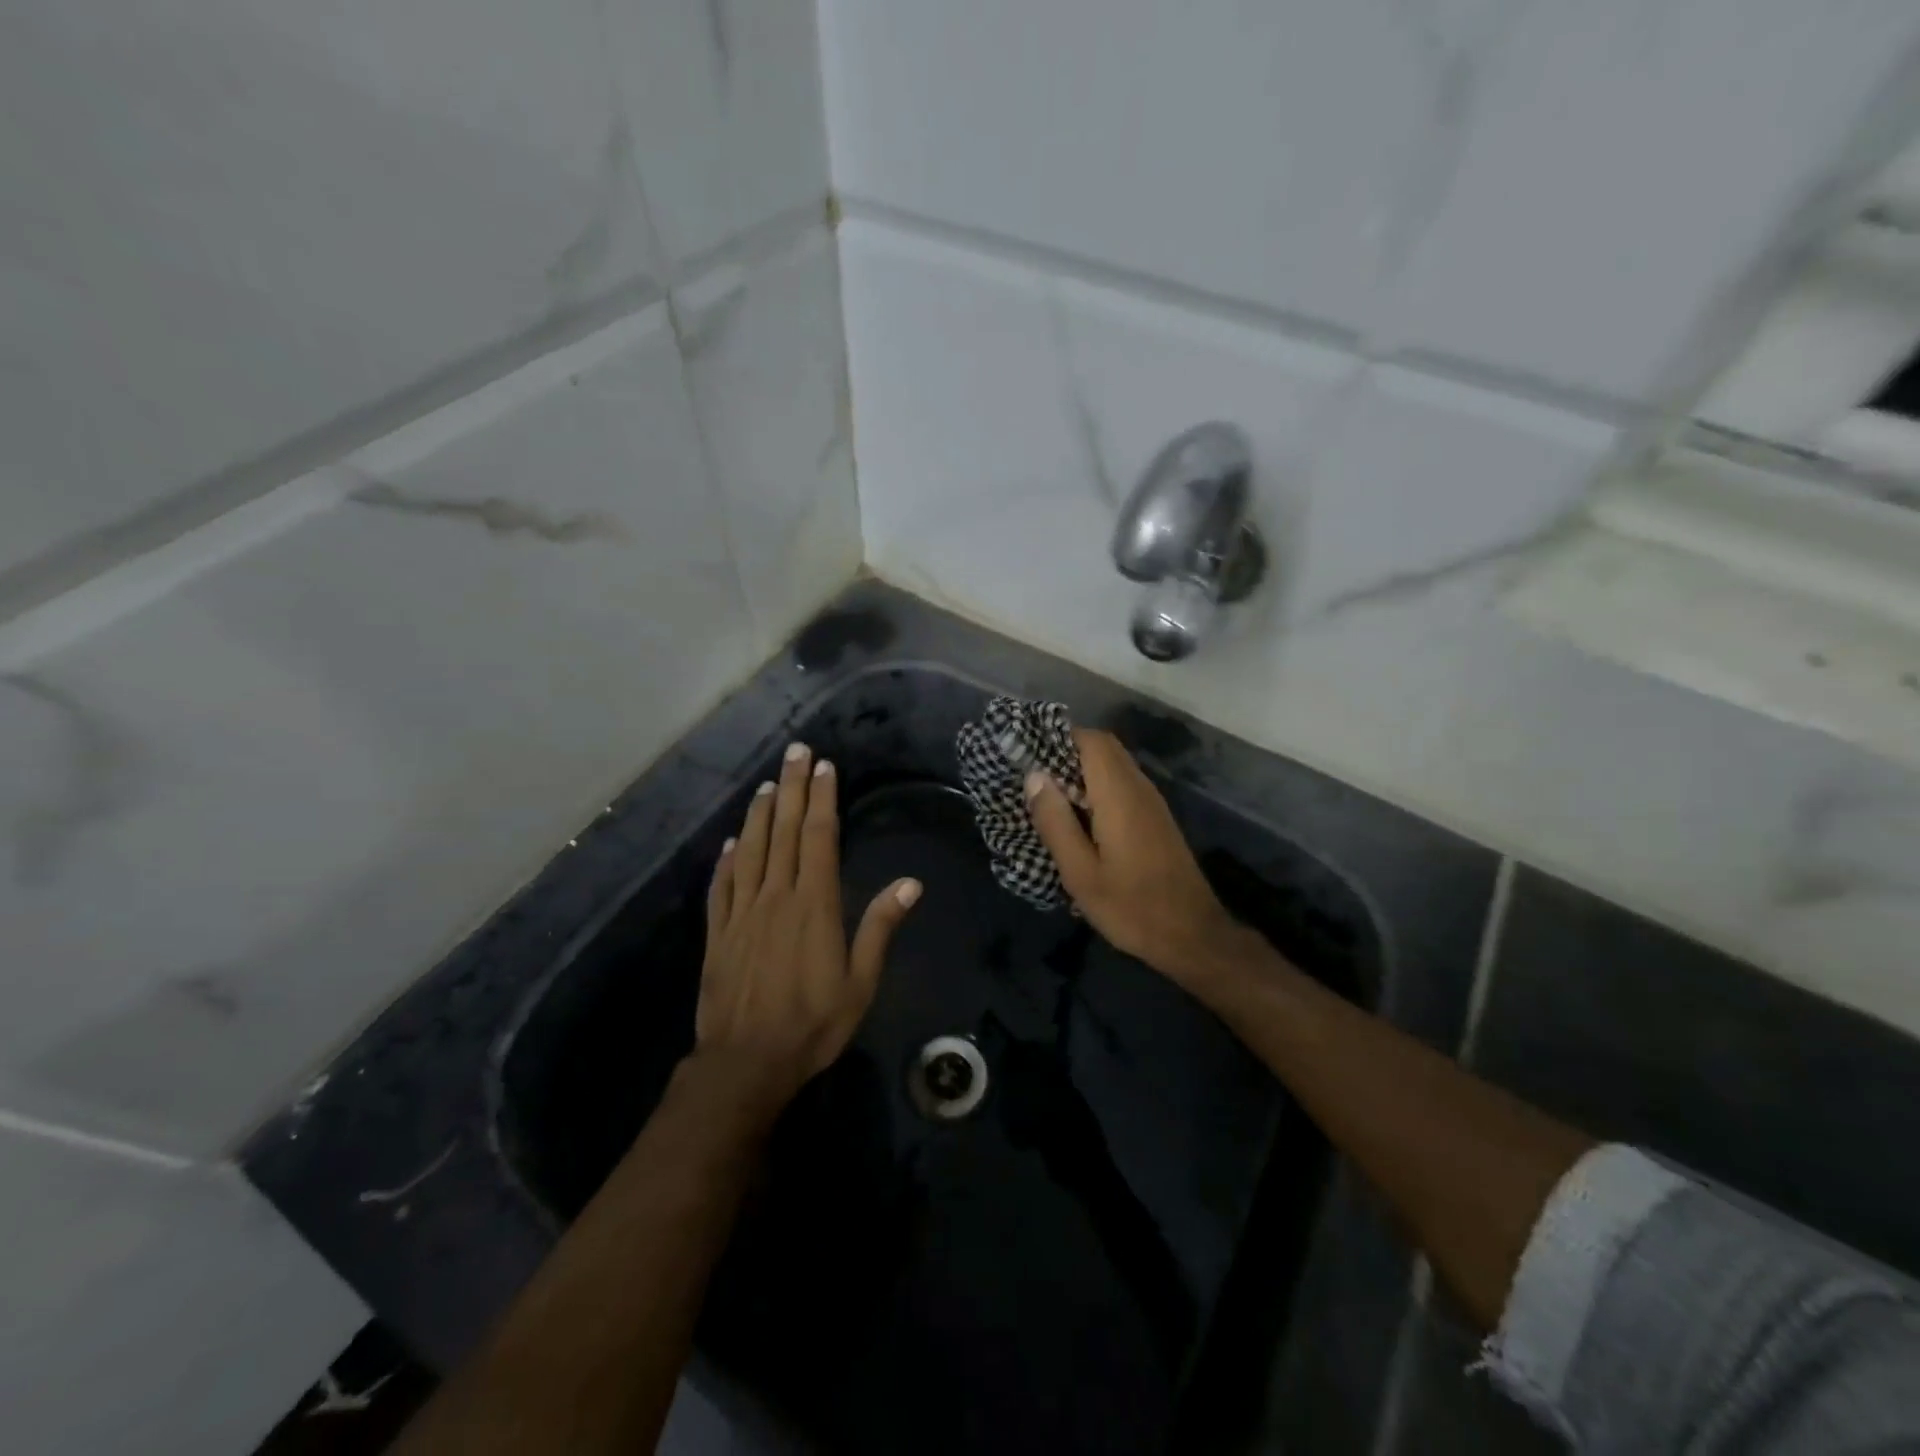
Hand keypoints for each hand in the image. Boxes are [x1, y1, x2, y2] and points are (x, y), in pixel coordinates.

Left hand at [695, 742, 920, 1114]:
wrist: (745, 1063)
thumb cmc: (812, 1024)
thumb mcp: (860, 983)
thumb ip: (880, 928)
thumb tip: (911, 883)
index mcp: (814, 904)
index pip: (819, 838)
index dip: (822, 799)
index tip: (824, 767)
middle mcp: (776, 897)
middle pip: (784, 832)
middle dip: (793, 789)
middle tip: (795, 752)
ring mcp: (742, 912)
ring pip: (750, 850)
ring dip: (759, 814)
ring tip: (768, 784)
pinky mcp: (718, 933)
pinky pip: (722, 886)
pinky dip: (726, 860)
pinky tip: (730, 843)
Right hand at [1024, 729, 1248, 986]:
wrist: (1192, 936)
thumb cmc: (1131, 907)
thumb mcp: (1080, 872)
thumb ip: (1056, 822)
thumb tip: (1034, 776)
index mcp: (1119, 795)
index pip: (1091, 741)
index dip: (1058, 738)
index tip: (1027, 754)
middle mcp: (1139, 788)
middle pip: (1103, 748)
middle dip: (1066, 752)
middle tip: (1033, 778)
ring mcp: (1152, 802)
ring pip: (1114, 765)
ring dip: (1081, 770)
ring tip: (1048, 797)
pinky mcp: (1156, 819)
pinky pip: (1122, 784)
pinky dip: (1096, 786)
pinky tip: (1078, 818)